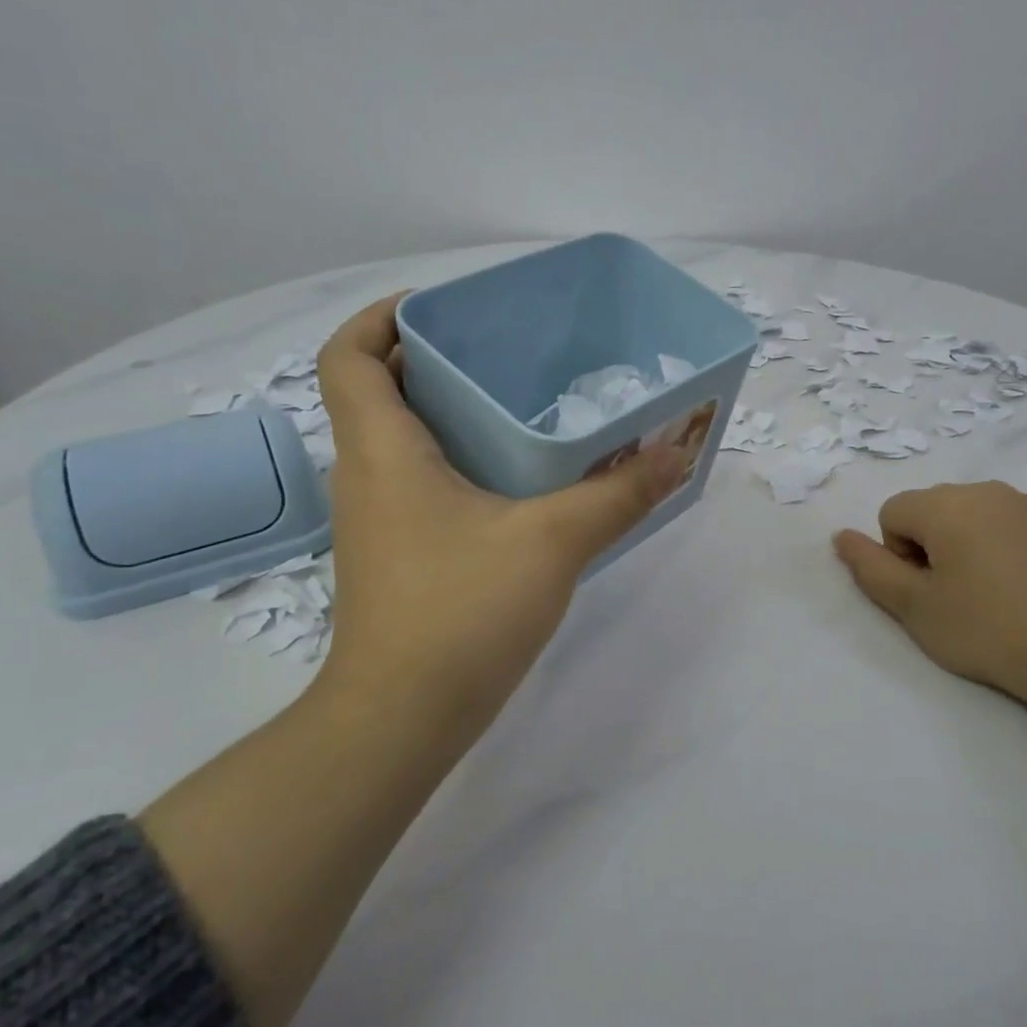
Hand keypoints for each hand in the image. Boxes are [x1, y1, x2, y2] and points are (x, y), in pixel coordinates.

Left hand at [312, 295, 687, 748]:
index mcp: (383, 451)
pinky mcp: (399, 555)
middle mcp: (367, 476)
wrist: (403, 719)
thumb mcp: (553, 541)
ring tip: (521, 401)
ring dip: (449, 412)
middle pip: (380, 391)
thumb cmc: (461, 612)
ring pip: (402, 440)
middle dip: (434, 359)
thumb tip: (677, 452)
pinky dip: (459, 460)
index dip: (383, 317)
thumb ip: (619, 493)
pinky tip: (519, 479)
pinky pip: (420, 481)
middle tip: (506, 349)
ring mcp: (379, 520)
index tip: (445, 308)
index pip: (349, 355)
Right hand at [831, 481, 1026, 719]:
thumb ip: (871, 568)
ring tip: (992, 593)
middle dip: (931, 545)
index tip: (930, 592)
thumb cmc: (989, 630)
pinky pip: (1009, 523)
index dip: (899, 555)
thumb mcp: (915, 608)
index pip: (893, 513)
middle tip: (957, 596)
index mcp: (945, 505)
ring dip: (966, 544)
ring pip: (971, 515)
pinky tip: (1025, 587)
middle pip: (931, 509)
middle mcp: (985, 490)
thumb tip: (842, 536)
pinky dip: (1003, 546)